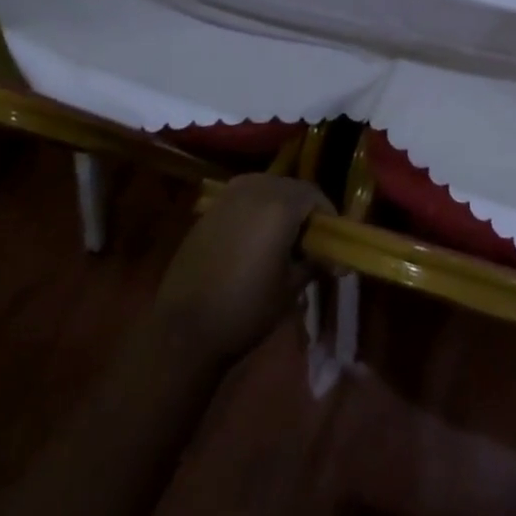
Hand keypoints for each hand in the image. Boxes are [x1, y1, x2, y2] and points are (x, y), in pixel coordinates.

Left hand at [153, 175, 333, 365]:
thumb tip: (331, 256)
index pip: (315, 195)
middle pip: (291, 188)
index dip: (328, 216)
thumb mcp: (291, 288)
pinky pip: (243, 199)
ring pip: (266, 189)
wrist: (183, 328)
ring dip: (279, 207)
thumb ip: (314, 261)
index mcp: (280, 204)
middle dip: (304, 209)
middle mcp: (255, 188)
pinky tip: (254, 240)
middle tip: (310, 239)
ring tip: (283, 239)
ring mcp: (228, 196)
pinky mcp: (209, 210)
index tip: (332, 240)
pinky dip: (256, 212)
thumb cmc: (246, 308)